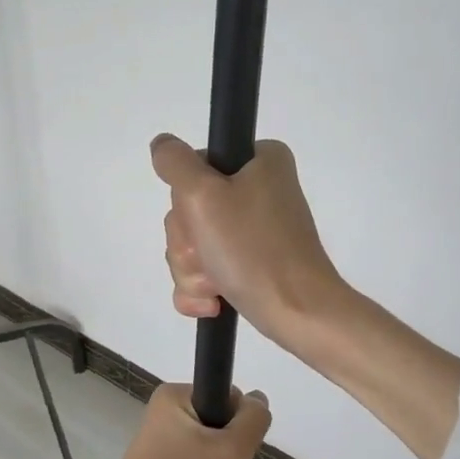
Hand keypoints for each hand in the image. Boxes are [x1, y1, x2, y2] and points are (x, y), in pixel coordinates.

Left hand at [56, 384, 270, 458]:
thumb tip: (258, 399)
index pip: (229, 398)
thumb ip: (254, 420)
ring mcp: (161, 441)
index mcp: (176, 396)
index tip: (240, 455)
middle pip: (222, 427)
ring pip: (212, 451)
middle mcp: (166, 413)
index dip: (243, 426)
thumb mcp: (232, 450)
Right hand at [150, 134, 346, 348]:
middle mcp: (260, 189)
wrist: (296, 313)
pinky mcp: (251, 263)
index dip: (187, 197)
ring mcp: (255, 230)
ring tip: (217, 283)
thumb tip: (162, 145)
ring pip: (193, 243)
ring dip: (193, 269)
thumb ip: (175, 162)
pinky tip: (214, 302)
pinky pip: (205, 270)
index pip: (194, 167)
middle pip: (190, 209)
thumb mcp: (203, 195)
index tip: (203, 216)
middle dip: (189, 242)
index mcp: (260, 161)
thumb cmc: (252, 250)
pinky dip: (202, 288)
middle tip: (211, 255)